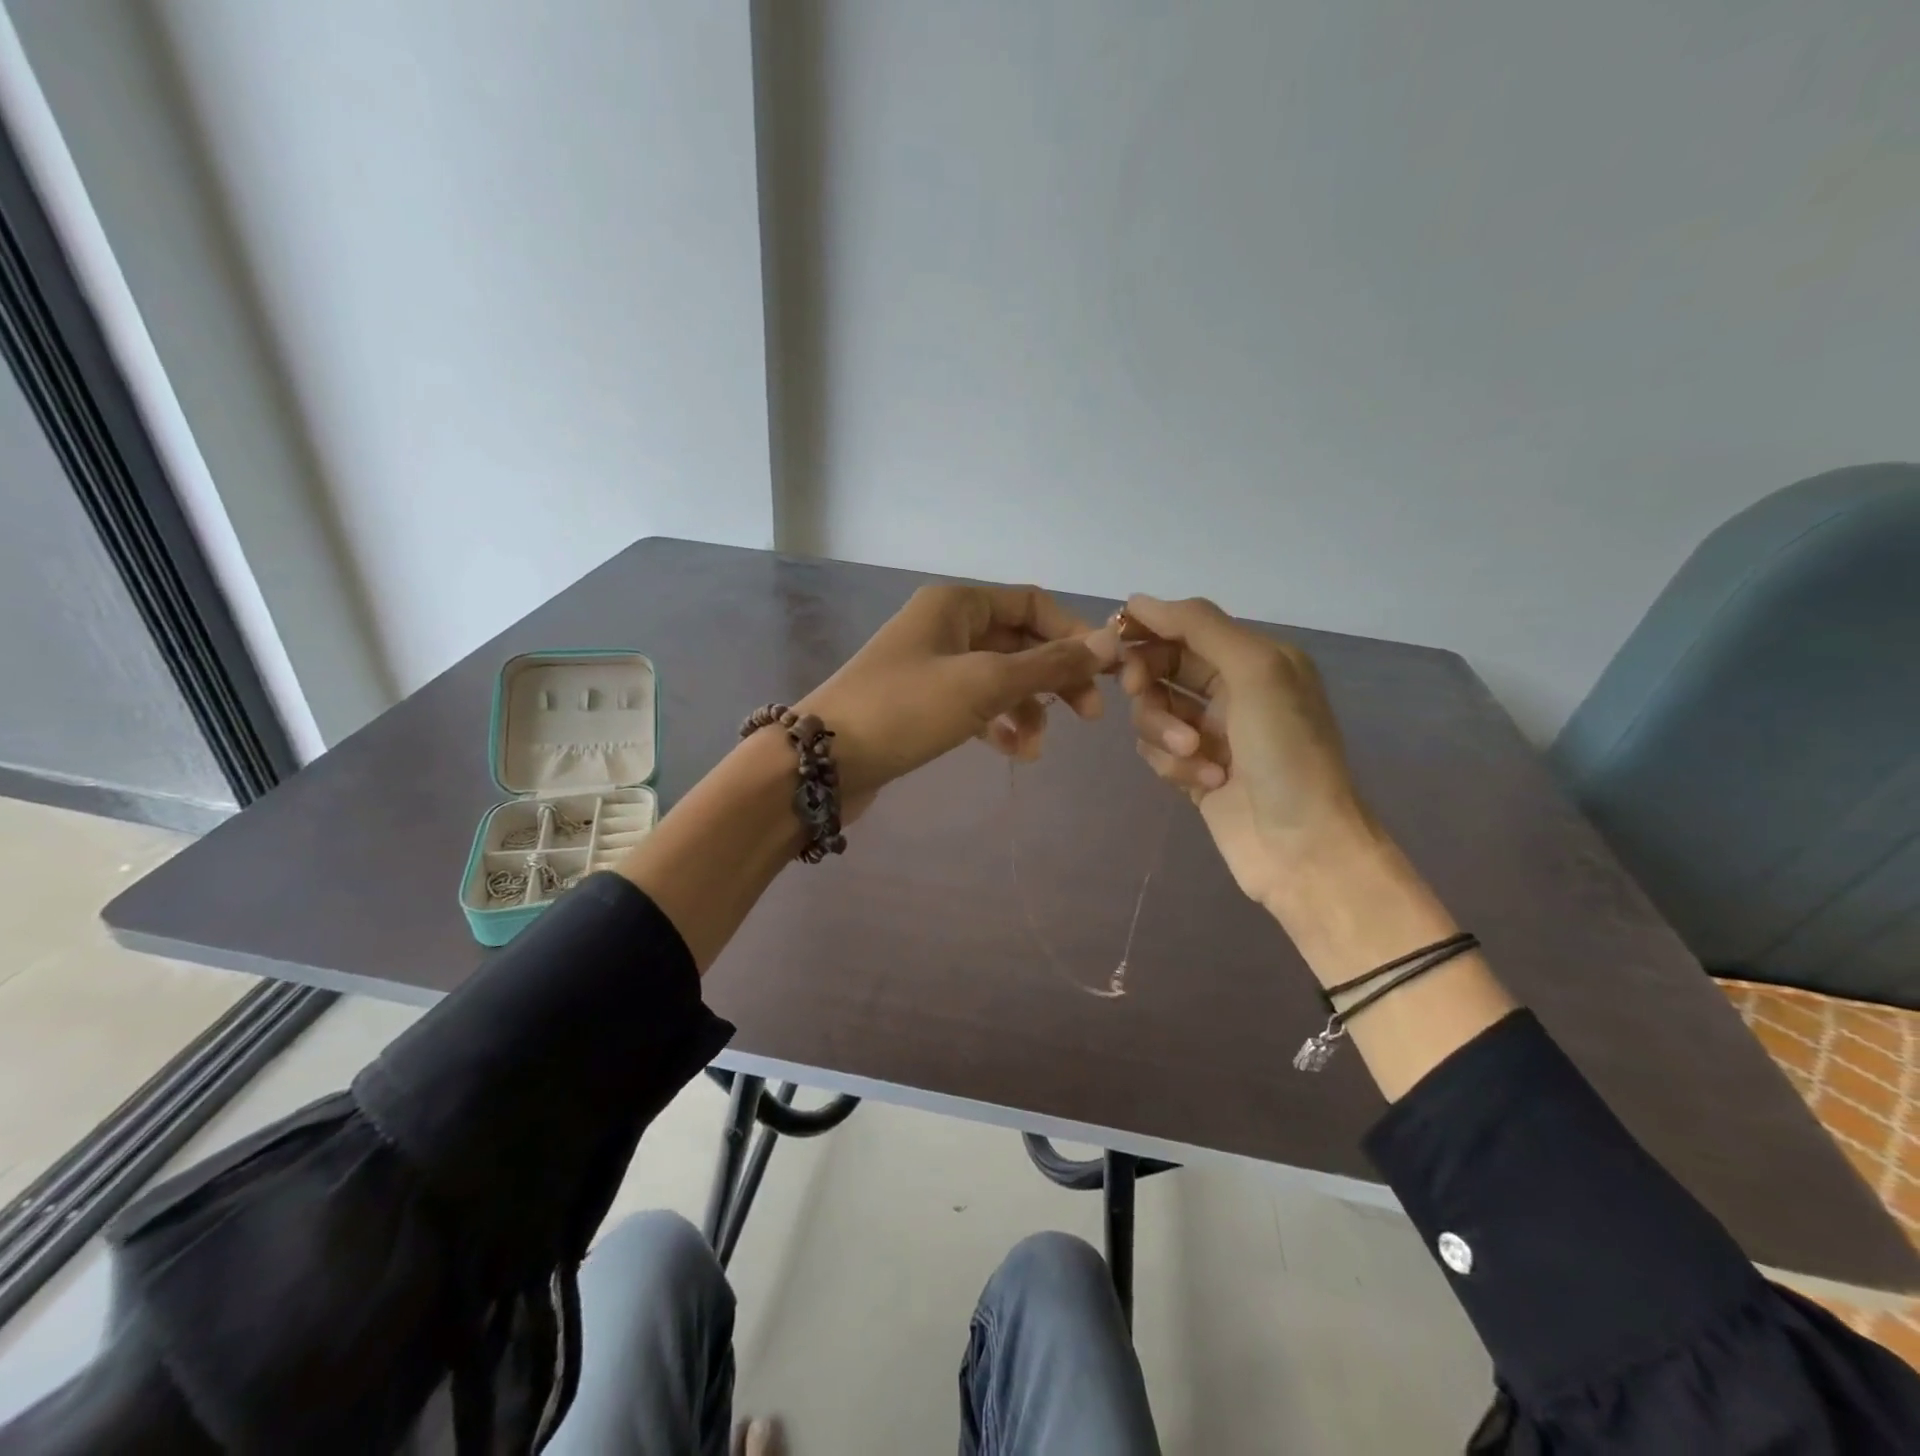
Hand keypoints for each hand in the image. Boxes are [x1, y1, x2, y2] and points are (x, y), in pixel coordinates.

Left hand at [797, 582, 1113, 806]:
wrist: (822, 761)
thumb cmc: (905, 709)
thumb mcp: (984, 683)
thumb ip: (1049, 664)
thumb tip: (1110, 642)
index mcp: (957, 604)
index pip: (1032, 605)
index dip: (1073, 634)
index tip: (1105, 673)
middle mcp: (945, 627)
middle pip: (1019, 642)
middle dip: (1055, 678)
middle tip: (1087, 717)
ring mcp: (932, 667)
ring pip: (1000, 678)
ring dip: (1028, 709)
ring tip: (1037, 750)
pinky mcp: (922, 705)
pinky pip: (976, 705)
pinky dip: (999, 725)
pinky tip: (1014, 753)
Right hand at [1116, 594, 1374, 911]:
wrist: (1303, 847)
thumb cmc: (1286, 752)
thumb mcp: (1255, 671)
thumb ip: (1198, 626)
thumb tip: (1137, 601)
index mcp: (1255, 659)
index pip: (1186, 627)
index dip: (1149, 629)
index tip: (1113, 639)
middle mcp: (1233, 690)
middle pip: (1163, 668)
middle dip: (1149, 682)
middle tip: (1139, 692)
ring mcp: (1213, 734)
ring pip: (1153, 712)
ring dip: (1164, 731)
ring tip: (1194, 755)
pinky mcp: (1195, 772)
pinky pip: (1157, 752)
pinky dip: (1173, 765)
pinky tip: (1204, 783)